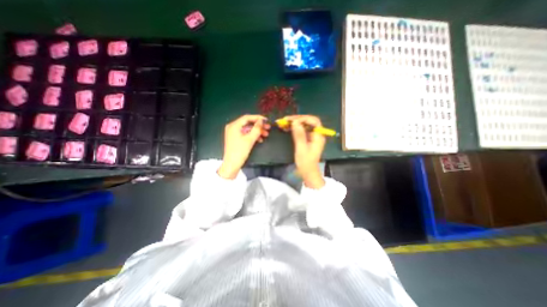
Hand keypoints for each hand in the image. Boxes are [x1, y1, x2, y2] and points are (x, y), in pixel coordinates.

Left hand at [217, 114, 268, 177]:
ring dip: (257, 131)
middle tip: (268, 128)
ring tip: (266, 134)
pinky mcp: (236, 138)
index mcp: (234, 125)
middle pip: (248, 123)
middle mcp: (233, 127)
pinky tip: (260, 139)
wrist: (232, 164)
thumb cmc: (240, 151)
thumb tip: (261, 121)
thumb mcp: (250, 139)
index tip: (266, 120)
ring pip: (247, 129)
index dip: (257, 118)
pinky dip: (252, 136)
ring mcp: (234, 133)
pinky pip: (245, 134)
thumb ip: (256, 129)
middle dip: (258, 126)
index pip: (247, 118)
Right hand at [287, 114, 323, 188]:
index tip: (292, 120)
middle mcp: (316, 134)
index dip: (303, 118)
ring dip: (294, 123)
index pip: (313, 121)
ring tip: (284, 123)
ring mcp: (312, 136)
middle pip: (308, 122)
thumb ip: (299, 135)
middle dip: (297, 119)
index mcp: (318, 136)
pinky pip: (301, 130)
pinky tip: (287, 128)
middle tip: (286, 120)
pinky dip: (294, 128)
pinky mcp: (307, 139)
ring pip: (304, 125)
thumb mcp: (301, 148)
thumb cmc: (306, 162)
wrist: (308, 172)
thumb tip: (295, 122)